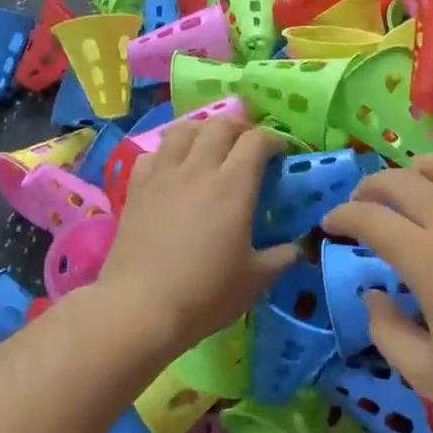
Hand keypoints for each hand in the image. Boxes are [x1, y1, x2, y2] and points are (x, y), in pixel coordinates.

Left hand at [97, 116, 296, 353]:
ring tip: (209, 146)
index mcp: (233, 187)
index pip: (256, 141)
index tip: (280, 154)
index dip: (273, 140)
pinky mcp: (135, 189)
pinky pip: (152, 154)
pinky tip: (172, 170)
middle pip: (219, 125)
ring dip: (202, 130)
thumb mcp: (255, 280)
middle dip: (239, 127)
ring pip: (182, 130)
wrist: (140, 308)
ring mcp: (162, 176)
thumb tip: (297, 248)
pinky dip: (167, 153)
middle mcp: (197, 170)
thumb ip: (280, 258)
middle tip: (247, 144)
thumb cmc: (205, 294)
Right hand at [321, 152, 432, 432]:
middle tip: (361, 202)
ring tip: (411, 182)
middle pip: (405, 181)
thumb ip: (387, 332)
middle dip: (372, 185)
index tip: (330, 225)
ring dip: (420, 167)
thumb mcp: (428, 373)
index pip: (371, 219)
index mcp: (427, 258)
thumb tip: (373, 295)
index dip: (343, 216)